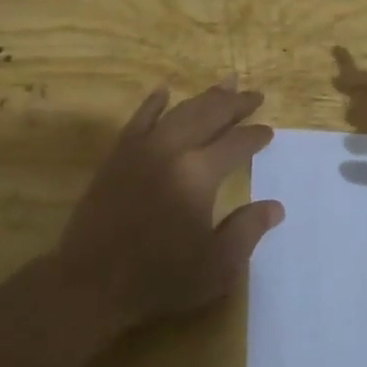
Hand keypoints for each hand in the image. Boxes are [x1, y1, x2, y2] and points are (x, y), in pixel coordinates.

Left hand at [57, 80, 284, 329]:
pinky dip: (154, 103)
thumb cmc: (159, 278)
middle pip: (209, 115)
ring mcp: (140, 149)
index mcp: (198, 175)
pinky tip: (164, 90)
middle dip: (235, 104)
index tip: (268, 132)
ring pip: (179, 111)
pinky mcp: (117, 155)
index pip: (235, 145)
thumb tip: (274, 206)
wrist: (91, 281)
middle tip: (255, 95)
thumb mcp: (217, 266)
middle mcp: (171, 150)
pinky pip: (139, 119)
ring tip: (225, 84)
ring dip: (204, 97)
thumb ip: (247, 230)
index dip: (255, 137)